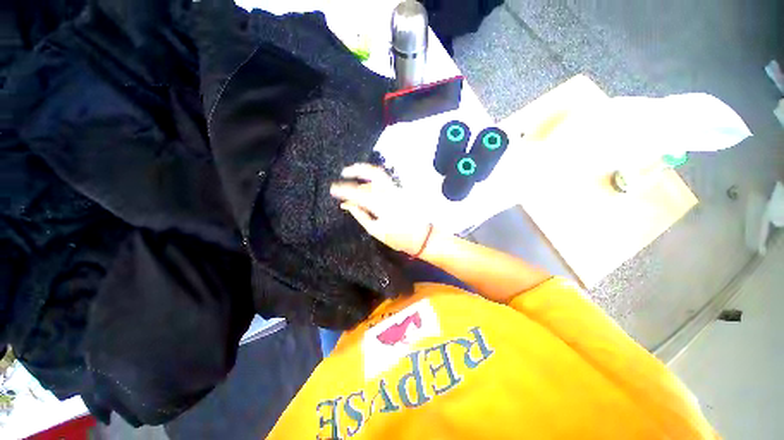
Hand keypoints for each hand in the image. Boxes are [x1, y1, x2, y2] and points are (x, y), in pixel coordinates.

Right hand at [330, 163, 430, 255]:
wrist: (422, 237)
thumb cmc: (398, 237)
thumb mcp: (376, 230)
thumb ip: (361, 215)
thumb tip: (347, 204)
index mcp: (382, 204)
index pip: (358, 192)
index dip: (343, 189)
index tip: (332, 189)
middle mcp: (390, 192)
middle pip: (373, 173)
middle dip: (357, 169)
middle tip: (344, 171)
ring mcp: (397, 190)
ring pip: (379, 176)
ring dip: (365, 173)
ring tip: (353, 174)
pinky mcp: (401, 192)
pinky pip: (384, 182)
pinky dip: (373, 181)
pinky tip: (366, 185)